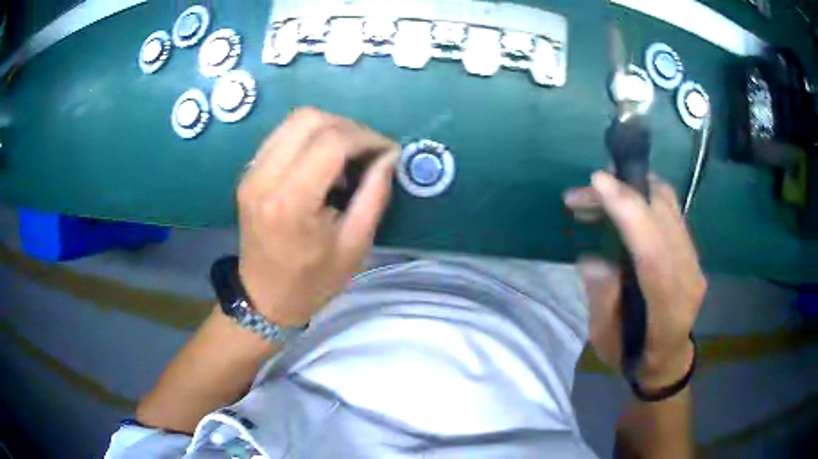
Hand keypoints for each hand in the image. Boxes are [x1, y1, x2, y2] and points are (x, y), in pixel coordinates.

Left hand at [236, 108, 398, 325]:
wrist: (264, 297)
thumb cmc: (313, 281)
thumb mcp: (355, 245)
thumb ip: (375, 194)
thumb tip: (389, 156)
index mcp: (291, 202)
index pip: (332, 142)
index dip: (367, 138)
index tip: (387, 151)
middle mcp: (264, 178)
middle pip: (309, 119)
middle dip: (348, 127)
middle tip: (368, 151)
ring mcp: (251, 173)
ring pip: (294, 121)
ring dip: (328, 128)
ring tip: (347, 156)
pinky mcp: (248, 173)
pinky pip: (282, 135)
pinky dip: (309, 137)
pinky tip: (322, 161)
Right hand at [564, 172, 705, 388]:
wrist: (668, 359)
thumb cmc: (633, 356)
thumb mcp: (606, 340)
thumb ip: (602, 301)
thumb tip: (591, 259)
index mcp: (668, 310)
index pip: (655, 252)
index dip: (630, 212)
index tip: (599, 183)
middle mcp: (689, 278)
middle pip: (664, 218)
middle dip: (624, 192)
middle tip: (586, 192)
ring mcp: (695, 261)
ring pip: (670, 207)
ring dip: (634, 190)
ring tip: (600, 194)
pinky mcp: (692, 251)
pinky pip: (671, 211)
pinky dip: (645, 197)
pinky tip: (624, 203)